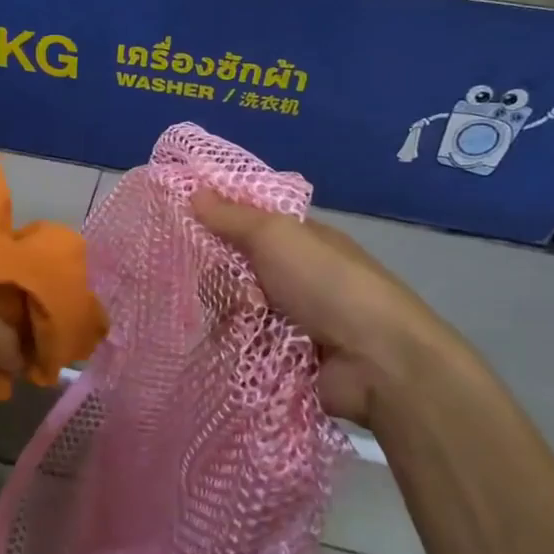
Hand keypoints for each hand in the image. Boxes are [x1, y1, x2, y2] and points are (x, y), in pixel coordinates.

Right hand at [191, 192, 482, 424]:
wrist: (376, 362)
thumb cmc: (327, 283)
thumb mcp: (277, 236)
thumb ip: (233, 217)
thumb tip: (194, 192)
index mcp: (301, 241)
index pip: (249, 223)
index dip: (217, 220)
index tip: (177, 222)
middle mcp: (297, 277)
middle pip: (239, 269)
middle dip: (215, 274)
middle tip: (189, 279)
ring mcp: (293, 321)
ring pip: (237, 310)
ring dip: (222, 314)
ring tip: (199, 319)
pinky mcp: (285, 359)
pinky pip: (244, 346)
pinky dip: (229, 346)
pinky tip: (207, 346)